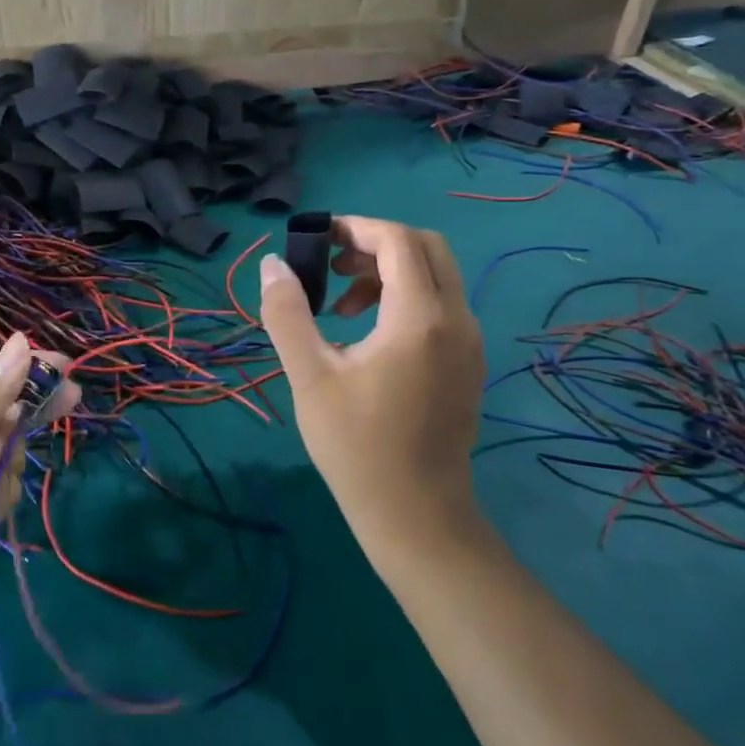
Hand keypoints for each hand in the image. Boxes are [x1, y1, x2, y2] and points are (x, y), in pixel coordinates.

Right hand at [259, 217, 485, 548]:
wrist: (417, 517)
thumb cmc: (357, 446)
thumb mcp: (310, 376)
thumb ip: (288, 313)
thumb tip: (274, 264)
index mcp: (420, 317)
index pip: (398, 240)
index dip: (356, 228)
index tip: (317, 240)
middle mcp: (456, 319)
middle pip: (427, 247)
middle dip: (376, 243)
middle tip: (333, 265)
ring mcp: (470, 342)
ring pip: (437, 275)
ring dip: (390, 271)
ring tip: (343, 306)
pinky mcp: (469, 362)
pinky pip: (442, 305)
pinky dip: (407, 297)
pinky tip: (369, 335)